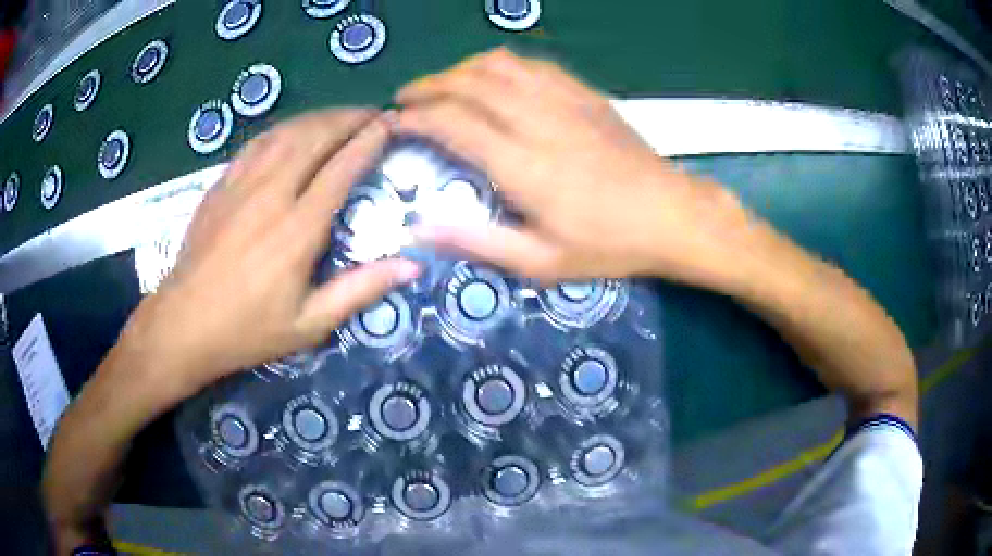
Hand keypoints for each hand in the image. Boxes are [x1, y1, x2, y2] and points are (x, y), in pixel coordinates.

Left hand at [123, 109, 418, 397]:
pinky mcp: (221, 184)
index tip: (390, 124)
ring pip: (286, 132)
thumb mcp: (309, 324)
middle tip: (372, 113)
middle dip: (348, 118)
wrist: (183, 323)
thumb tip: (411, 268)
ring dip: (318, 117)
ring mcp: (242, 184)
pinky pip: (257, 142)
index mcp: (297, 230)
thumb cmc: (247, 330)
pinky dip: (284, 128)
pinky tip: (293, 130)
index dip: (369, 141)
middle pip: (315, 137)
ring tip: (340, 116)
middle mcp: (271, 195)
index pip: (341, 169)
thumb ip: (359, 290)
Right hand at [395, 49, 752, 286]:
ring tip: (443, 85)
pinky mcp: (586, 94)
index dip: (416, 118)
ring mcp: (565, 100)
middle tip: (406, 97)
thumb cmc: (610, 245)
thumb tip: (420, 226)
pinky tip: (494, 77)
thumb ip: (478, 242)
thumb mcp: (542, 263)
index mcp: (522, 164)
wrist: (673, 215)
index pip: (453, 123)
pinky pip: (533, 65)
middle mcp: (538, 120)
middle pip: (469, 83)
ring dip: (461, 69)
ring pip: (499, 64)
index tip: (394, 123)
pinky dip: (501, 64)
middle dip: (428, 85)